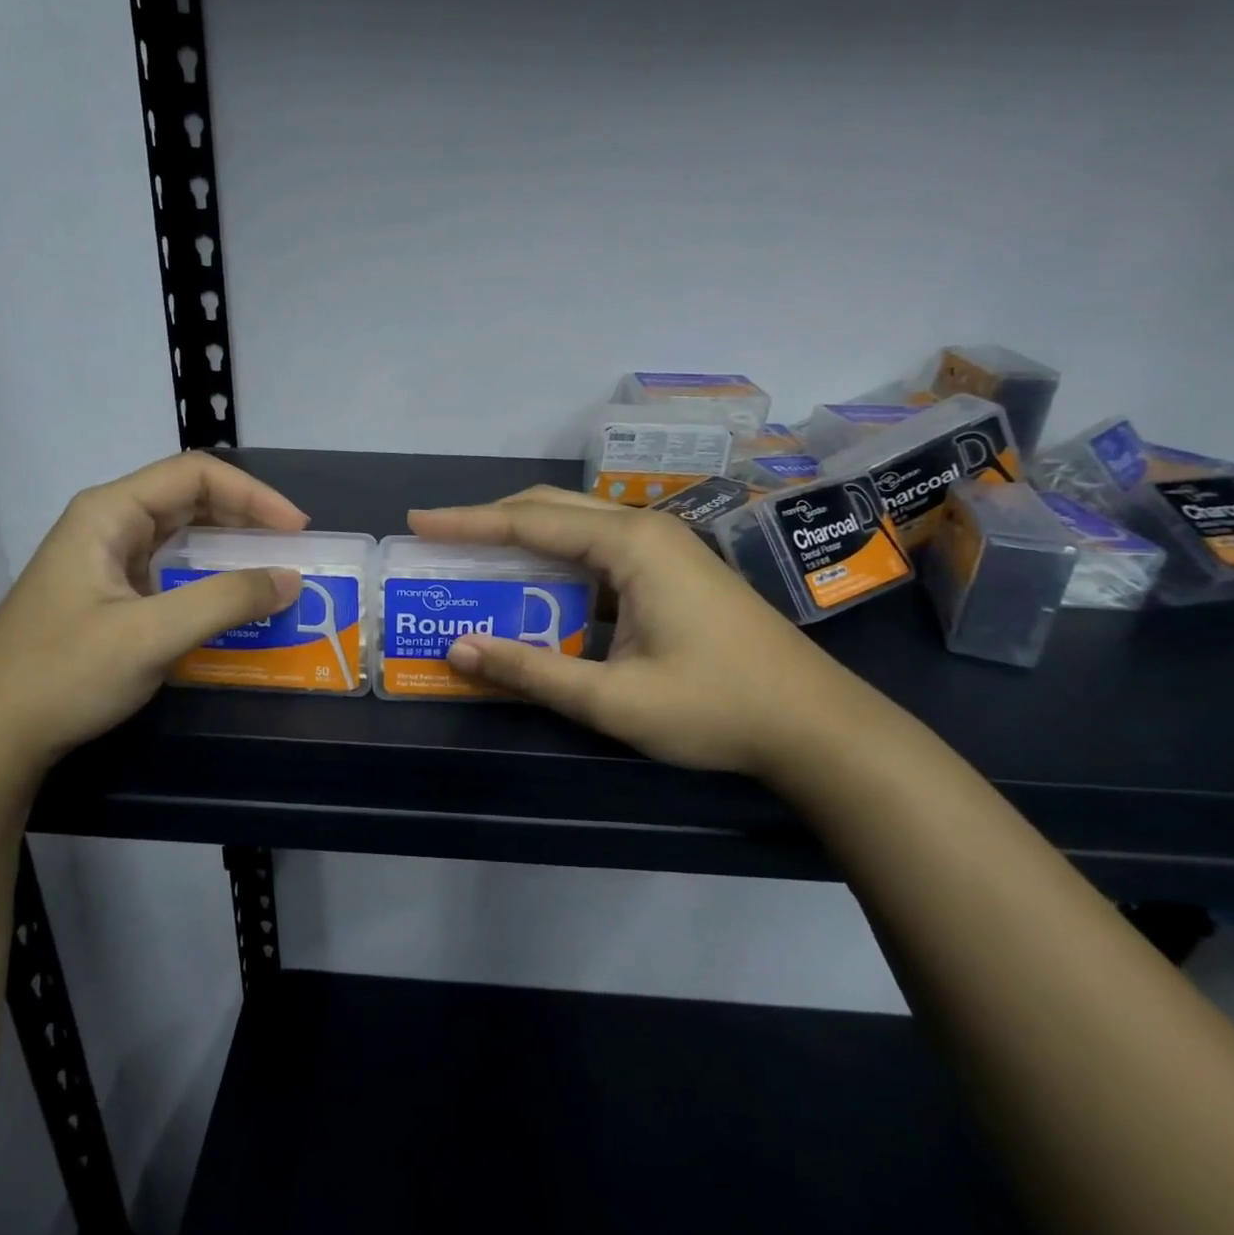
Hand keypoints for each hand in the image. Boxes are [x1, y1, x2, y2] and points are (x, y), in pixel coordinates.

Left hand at [0, 453, 306, 777]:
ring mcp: (108, 562)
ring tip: (273, 574)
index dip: (254, 495)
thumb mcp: (150, 635)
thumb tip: (290, 579)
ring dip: (231, 551)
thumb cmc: (64, 674)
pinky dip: (211, 582)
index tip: (297, 530)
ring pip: (183, 537)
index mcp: (109, 513)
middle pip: (191, 500)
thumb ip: (225, 601)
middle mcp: (109, 526)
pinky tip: (234, 606)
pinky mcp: (111, 597)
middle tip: (293, 551)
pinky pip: (172, 573)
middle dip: (247, 519)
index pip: (195, 475)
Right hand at [406, 492, 845, 774]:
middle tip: (438, 540)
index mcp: (630, 545)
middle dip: (490, 522)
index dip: (467, 523)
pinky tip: (533, 591)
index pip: (529, 520)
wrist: (816, 725)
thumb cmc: (716, 708)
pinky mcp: (671, 572)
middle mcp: (644, 531)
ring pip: (575, 530)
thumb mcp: (613, 699)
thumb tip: (458, 650)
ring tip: (473, 563)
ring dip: (523, 543)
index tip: (418, 523)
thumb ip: (531, 670)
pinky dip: (555, 567)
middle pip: (551, 510)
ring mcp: (663, 548)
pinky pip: (598, 555)